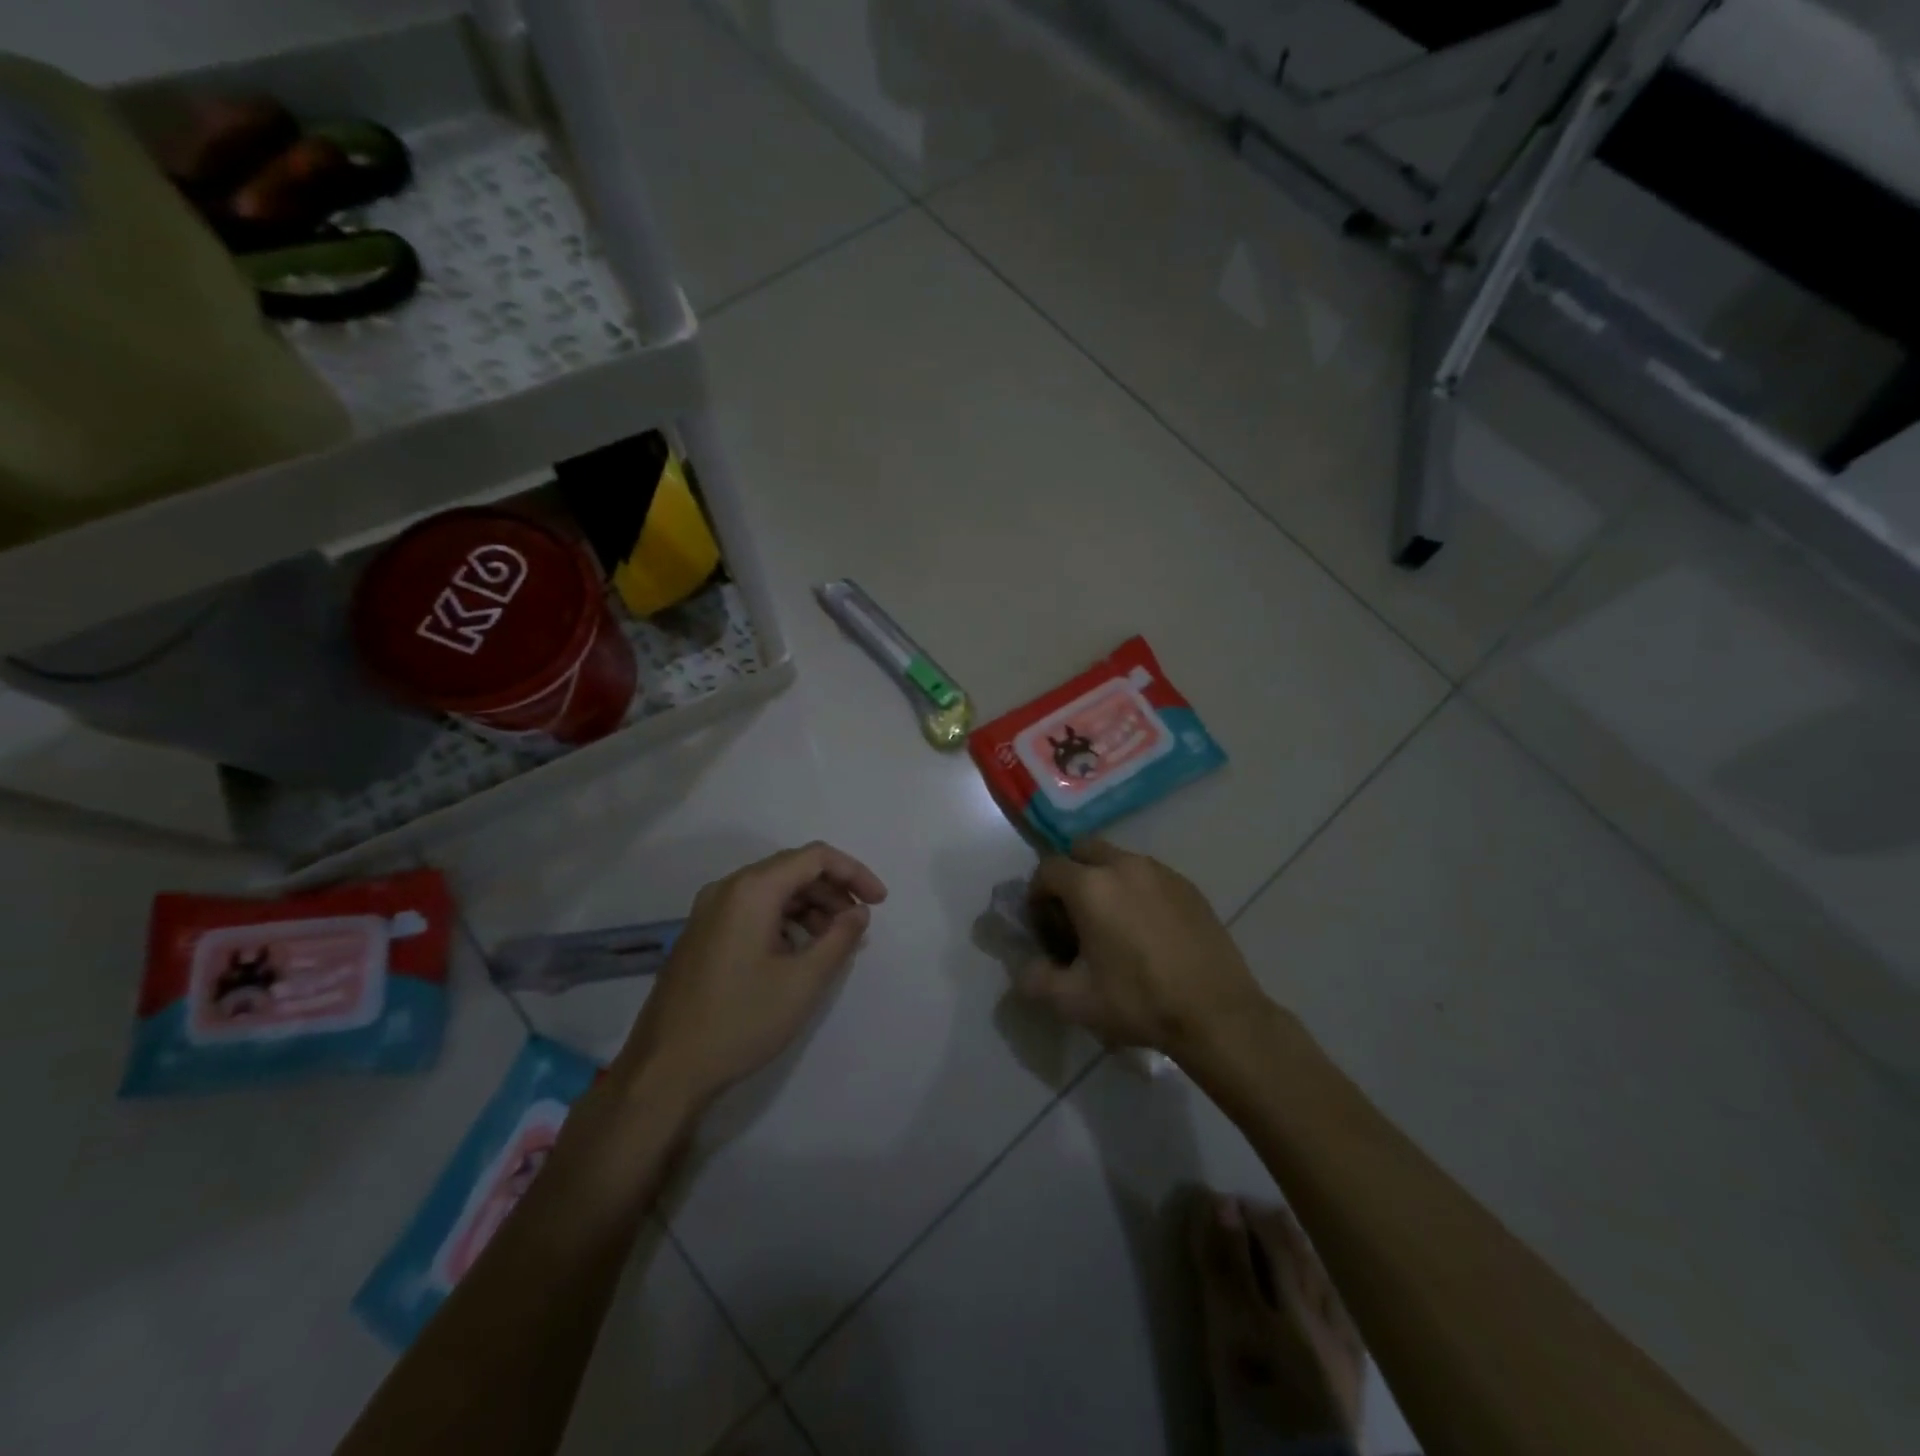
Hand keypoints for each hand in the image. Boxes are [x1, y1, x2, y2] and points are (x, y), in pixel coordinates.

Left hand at [614, 843, 887, 1108]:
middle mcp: (727, 888)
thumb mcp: (803, 982)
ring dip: (810, 907)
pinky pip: (752, 910)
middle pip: (792, 870)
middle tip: (858, 925)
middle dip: (833, 891)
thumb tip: (859, 913)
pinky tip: (798, 953)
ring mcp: (709, 911)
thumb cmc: (740, 1021)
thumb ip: (839, 939)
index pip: (815, 857)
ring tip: (833, 943)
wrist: (664, 1070)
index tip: (880, 902)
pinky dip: (784, 921)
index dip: (854, 873)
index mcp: (752, 890)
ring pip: (772, 891)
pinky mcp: (702, 934)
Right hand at [1015, 840, 1267, 1057]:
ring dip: (1104, 880)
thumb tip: (1025, 969)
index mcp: (1091, 886)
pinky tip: (1146, 931)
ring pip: (1118, 860)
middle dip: (1070, 875)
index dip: (1037, 894)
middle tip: (1074, 915)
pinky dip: (1136, 891)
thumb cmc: (1139, 1001)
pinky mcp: (1188, 886)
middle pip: (1082, 850)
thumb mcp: (1074, 1001)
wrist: (1216, 1013)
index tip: (1045, 925)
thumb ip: (1036, 980)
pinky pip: (1149, 876)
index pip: (1047, 869)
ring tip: (1112, 924)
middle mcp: (1124, 865)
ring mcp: (1161, 872)